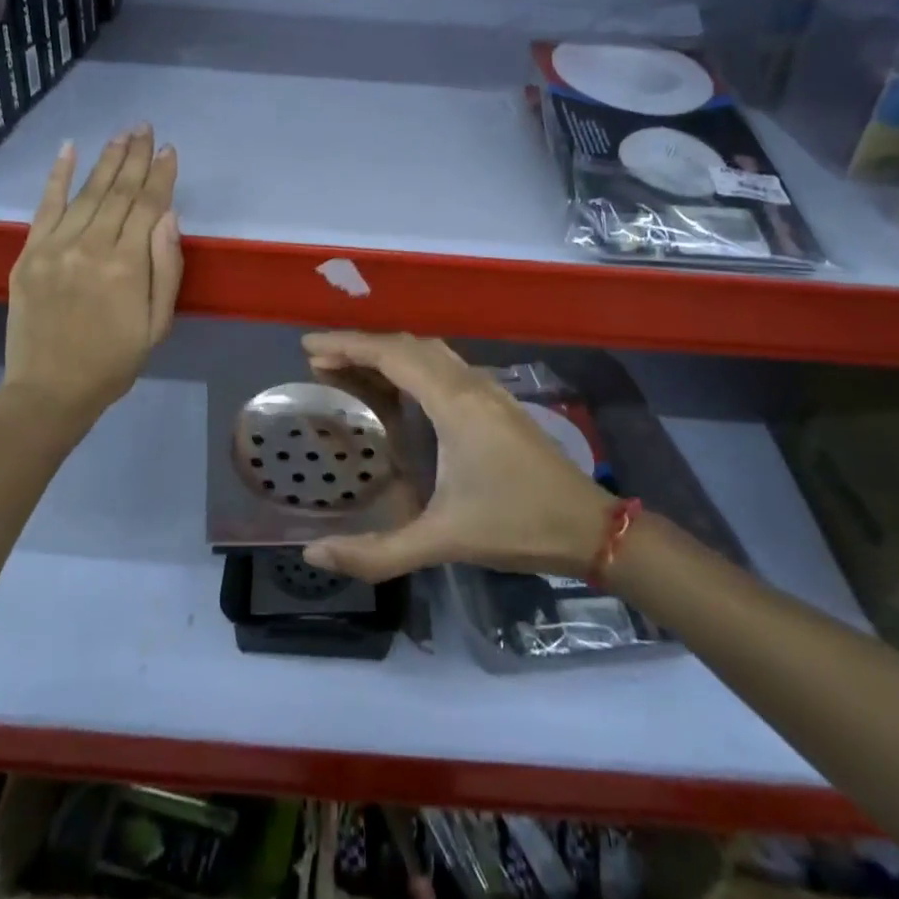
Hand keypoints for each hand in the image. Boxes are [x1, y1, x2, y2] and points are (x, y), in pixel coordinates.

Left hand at [1, 127, 181, 423]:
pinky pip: (45, 206)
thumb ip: (165, 269)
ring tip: (121, 134)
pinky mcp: (28, 253)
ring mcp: (55, 247)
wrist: (50, 390)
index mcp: (126, 266)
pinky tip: (68, 150)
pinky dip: (57, 176)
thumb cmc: (114, 362)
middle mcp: (90, 246)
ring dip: (105, 160)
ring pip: (86, 192)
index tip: (169, 150)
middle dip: (135, 157)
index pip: (148, 207)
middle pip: (118, 191)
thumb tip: (168, 217)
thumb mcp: (157, 324)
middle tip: (146, 128)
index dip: (160, 176)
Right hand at [298, 331, 613, 582]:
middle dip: (362, 346)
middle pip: (408, 345)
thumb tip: (314, 554)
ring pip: (430, 353)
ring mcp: (488, 391)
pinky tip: (401, 393)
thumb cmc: (516, 525)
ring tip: (352, 371)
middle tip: (320, 362)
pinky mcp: (498, 404)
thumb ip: (377, 553)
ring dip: (389, 353)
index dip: (348, 344)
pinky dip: (412, 366)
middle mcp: (470, 385)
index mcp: (454, 403)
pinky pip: (445, 367)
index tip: (309, 346)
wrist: (589, 528)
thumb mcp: (443, 541)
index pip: (392, 354)